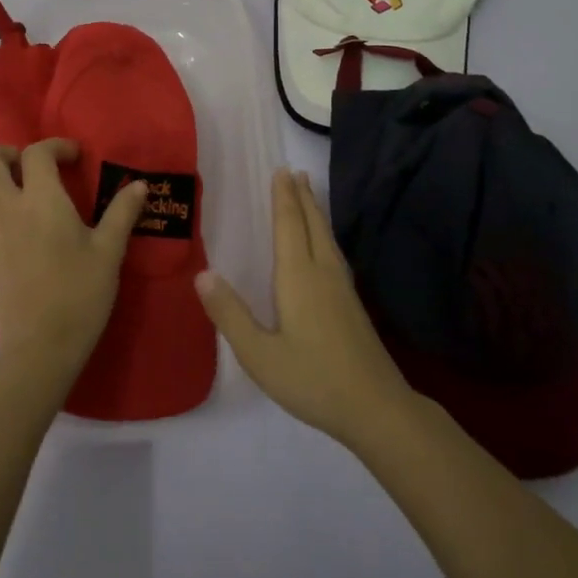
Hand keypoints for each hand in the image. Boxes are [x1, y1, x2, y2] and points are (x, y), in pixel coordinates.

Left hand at [0, 139, 147, 376]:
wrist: (43, 346)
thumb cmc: (81, 293)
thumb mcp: (110, 251)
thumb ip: (122, 212)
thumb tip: (140, 185)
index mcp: (40, 200)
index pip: (37, 153)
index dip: (56, 146)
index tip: (73, 158)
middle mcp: (4, 209)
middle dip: (3, 154)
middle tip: (27, 168)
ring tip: (0, 191)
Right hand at [195, 169, 417, 448]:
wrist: (375, 406)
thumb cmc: (312, 379)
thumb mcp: (260, 355)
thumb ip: (230, 314)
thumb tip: (202, 274)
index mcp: (298, 277)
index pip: (288, 225)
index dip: (283, 198)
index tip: (280, 171)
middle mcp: (322, 272)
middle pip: (312, 224)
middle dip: (302, 196)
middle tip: (295, 171)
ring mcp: (342, 288)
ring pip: (327, 237)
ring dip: (315, 212)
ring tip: (309, 195)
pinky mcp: (353, 304)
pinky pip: (334, 252)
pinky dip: (324, 234)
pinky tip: (325, 247)